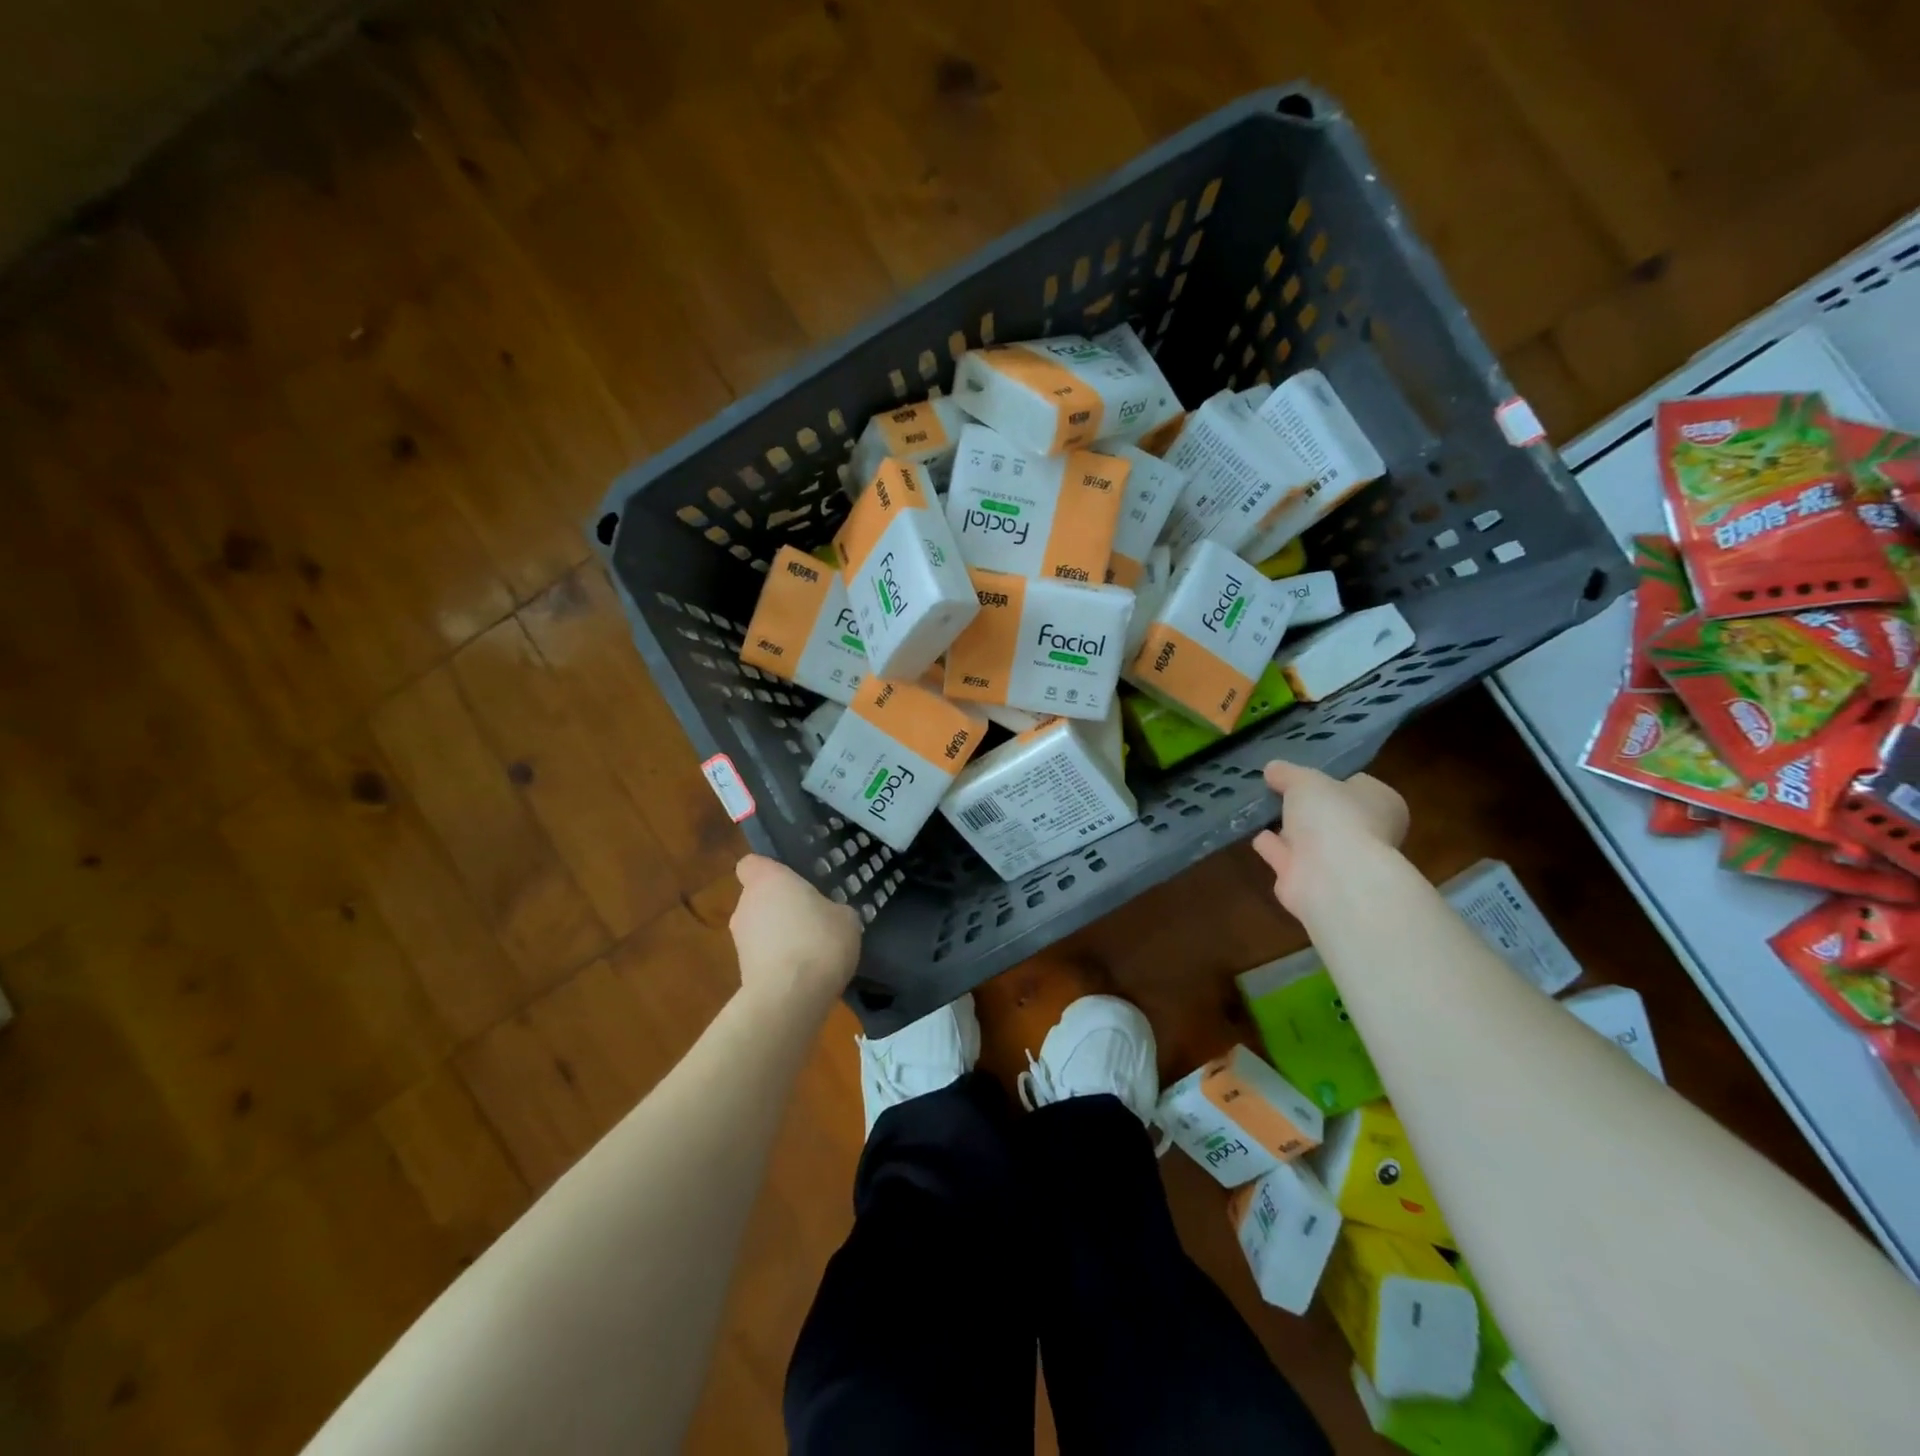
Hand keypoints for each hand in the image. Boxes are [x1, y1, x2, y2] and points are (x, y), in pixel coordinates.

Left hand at [728, 854, 862, 1007]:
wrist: (790, 997)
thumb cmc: (819, 941)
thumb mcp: (846, 917)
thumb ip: (831, 908)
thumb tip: (827, 916)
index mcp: (767, 880)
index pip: (751, 864)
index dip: (768, 871)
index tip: (791, 880)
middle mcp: (746, 905)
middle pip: (758, 898)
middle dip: (780, 906)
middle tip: (811, 917)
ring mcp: (739, 940)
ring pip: (760, 928)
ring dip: (779, 935)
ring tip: (811, 950)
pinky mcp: (741, 972)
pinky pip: (763, 956)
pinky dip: (778, 961)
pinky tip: (804, 973)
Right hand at [1251, 760, 1408, 917]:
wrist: (1333, 879)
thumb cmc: (1333, 816)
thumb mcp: (1306, 780)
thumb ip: (1287, 773)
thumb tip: (1273, 769)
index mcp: (1380, 803)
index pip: (1356, 784)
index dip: (1328, 777)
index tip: (1300, 772)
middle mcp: (1366, 832)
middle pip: (1330, 813)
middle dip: (1304, 806)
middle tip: (1274, 789)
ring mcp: (1339, 861)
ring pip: (1308, 838)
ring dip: (1286, 827)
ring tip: (1258, 809)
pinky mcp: (1311, 882)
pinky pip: (1287, 857)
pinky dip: (1272, 847)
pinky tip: (1254, 834)